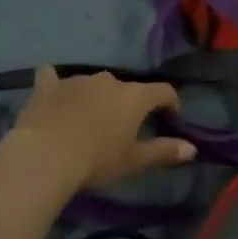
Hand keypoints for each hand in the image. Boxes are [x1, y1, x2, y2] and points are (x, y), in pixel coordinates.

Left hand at [0, 65, 196, 195]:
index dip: (171, 102)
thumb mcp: (133, 161)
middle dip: (128, 104)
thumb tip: (193, 148)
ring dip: (96, 97)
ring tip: (88, 120)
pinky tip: (51, 82)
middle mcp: (109, 80)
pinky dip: (55, 81)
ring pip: (94, 84)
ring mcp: (77, 80)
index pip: (163, 91)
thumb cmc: (96, 160)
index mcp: (134, 96)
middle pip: (126, 88)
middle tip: (123, 128)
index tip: (171, 117)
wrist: (44, 156)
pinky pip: (53, 77)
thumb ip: (163, 151)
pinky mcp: (48, 86)